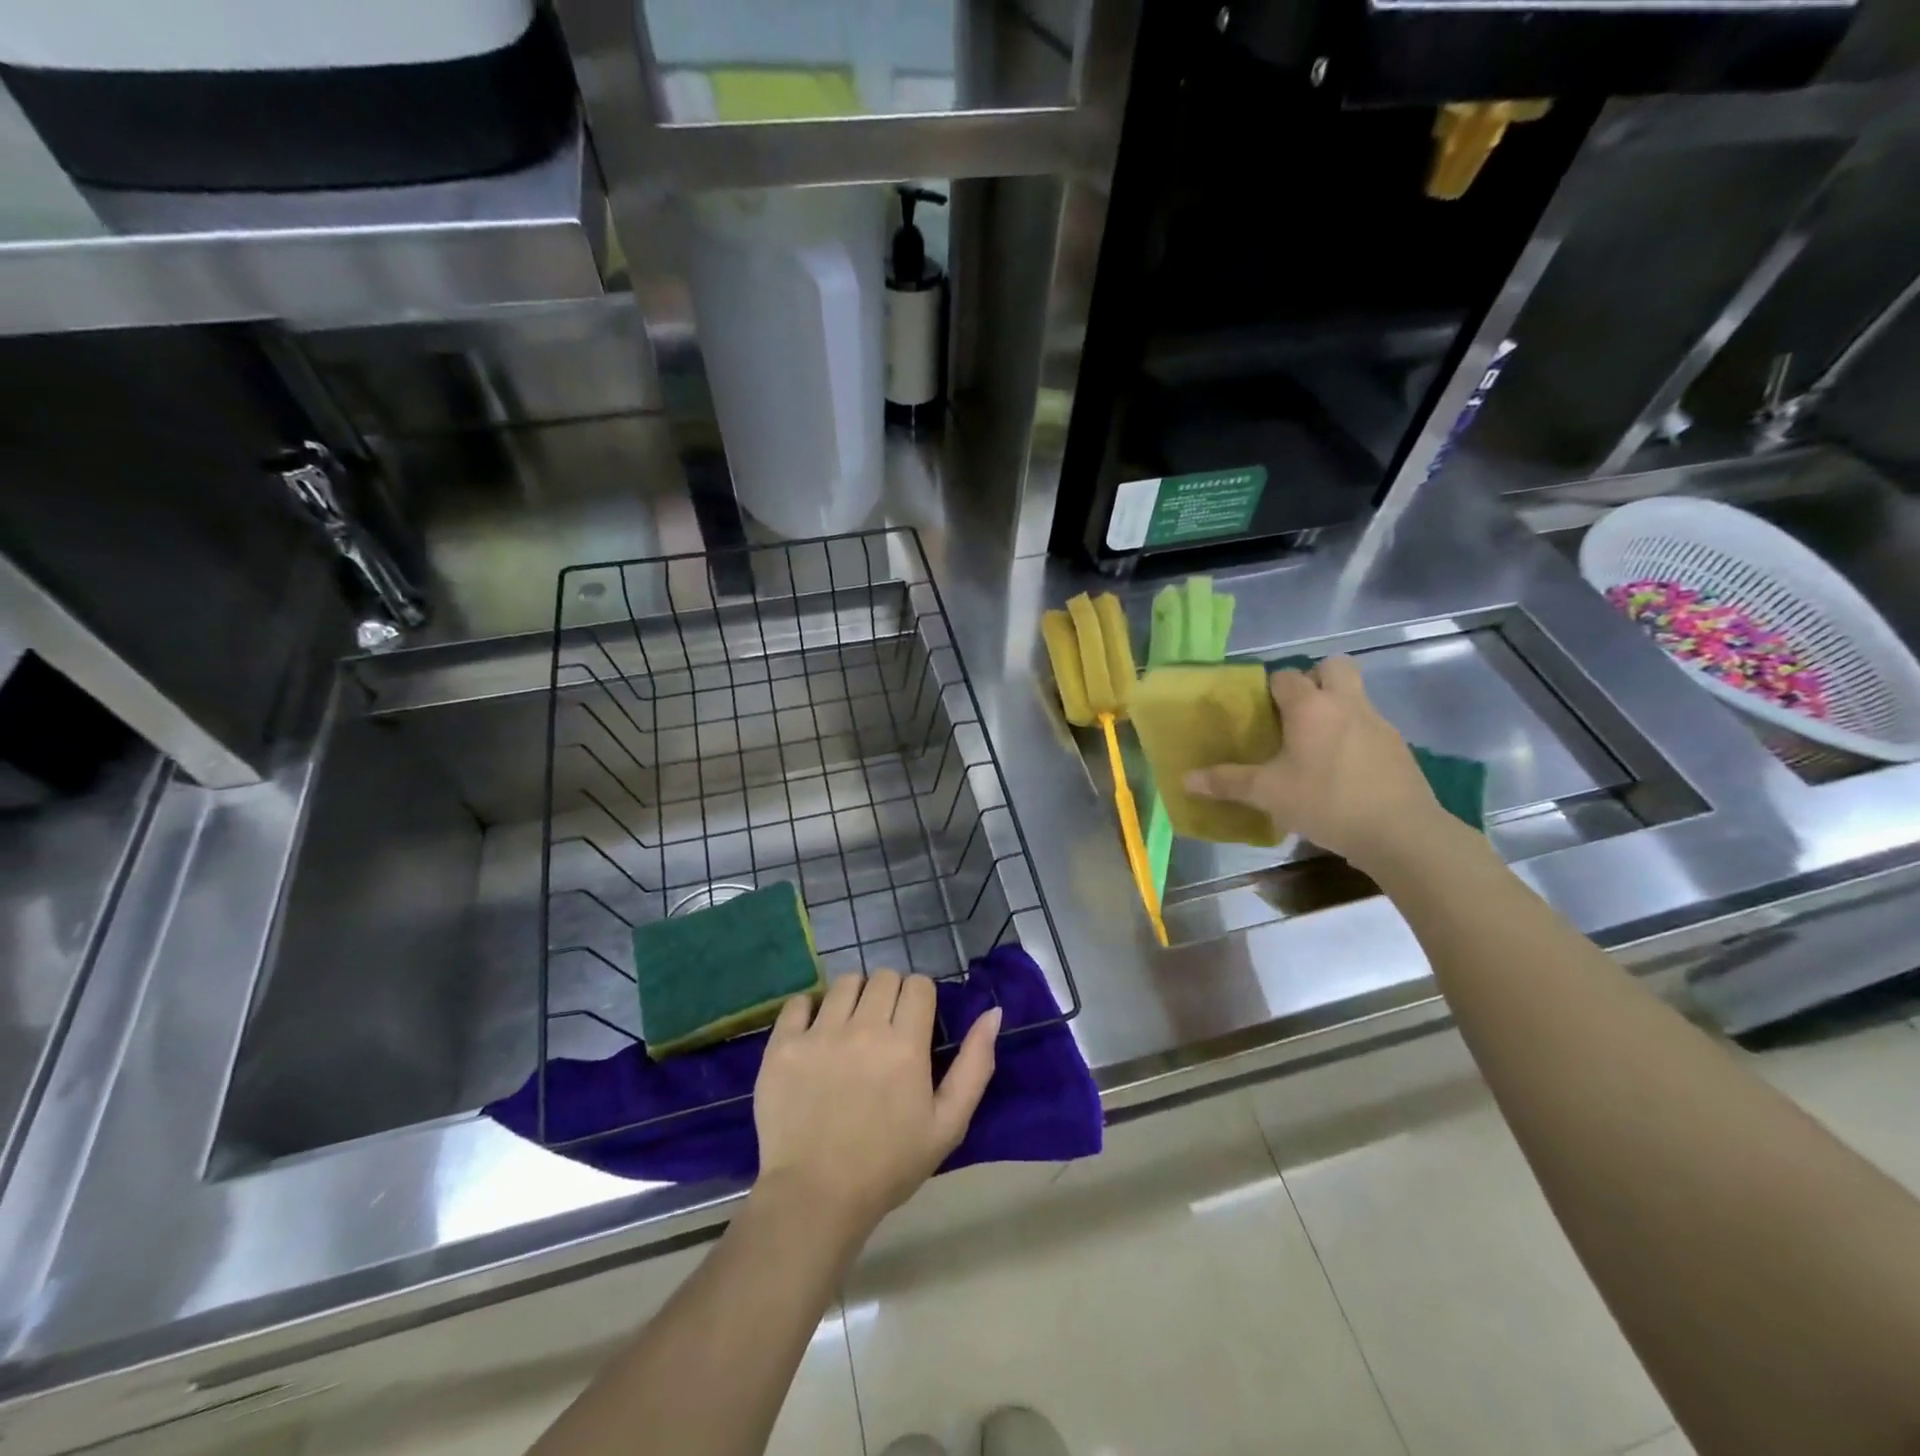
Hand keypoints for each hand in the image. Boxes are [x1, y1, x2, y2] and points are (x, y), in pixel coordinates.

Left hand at [752, 969, 1000, 1241]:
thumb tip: (993, 1013)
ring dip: (854, 997)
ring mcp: (819, 1034)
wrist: (815, 1198)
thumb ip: (975, 1065)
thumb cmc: (889, 1165)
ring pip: (845, 983)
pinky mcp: (783, 1046)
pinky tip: (814, 1034)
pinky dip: (809, 1010)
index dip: (921, 999)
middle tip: (884, 1028)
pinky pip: (799, 1002)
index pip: (918, 984)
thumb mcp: (948, 1124)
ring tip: (850, 1029)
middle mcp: (863, 1028)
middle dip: (890, 994)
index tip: (915, 1023)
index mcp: (905, 1044)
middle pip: (884, 976)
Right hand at [1184, 657, 1445, 871]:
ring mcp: (1378, 723)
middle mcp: (1347, 704)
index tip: (1258, 710)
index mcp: (1311, 707)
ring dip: (1335, 707)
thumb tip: (1186, 779)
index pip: (1286, 676)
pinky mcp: (1398, 748)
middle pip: (1333, 666)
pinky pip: (1370, 726)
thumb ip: (1227, 782)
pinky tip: (1341, 770)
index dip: (1269, 688)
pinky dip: (1354, 736)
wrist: (1400, 832)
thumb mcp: (1268, 794)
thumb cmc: (1326, 802)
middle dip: (1314, 678)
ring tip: (1314, 745)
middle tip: (1294, 712)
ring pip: (1355, 696)